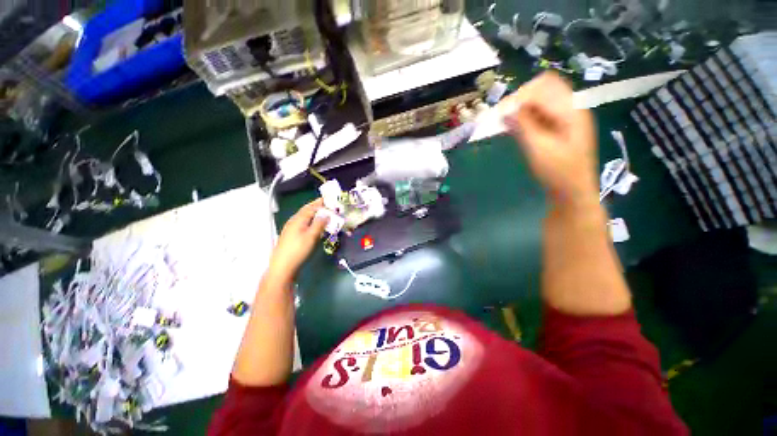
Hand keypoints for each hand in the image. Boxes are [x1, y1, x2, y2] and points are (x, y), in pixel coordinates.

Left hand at [267, 198, 328, 282]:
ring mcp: (291, 228)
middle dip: (315, 206)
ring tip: (321, 213)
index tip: (327, 200)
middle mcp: (293, 221)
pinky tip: (312, 225)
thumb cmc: (298, 250)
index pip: (311, 207)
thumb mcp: (311, 236)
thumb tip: (326, 214)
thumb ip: (319, 224)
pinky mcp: (290, 236)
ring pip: (303, 217)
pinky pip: (302, 223)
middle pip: (306, 211)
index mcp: (298, 219)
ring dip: (312, 213)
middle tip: (325, 204)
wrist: (282, 266)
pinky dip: (309, 221)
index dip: (319, 203)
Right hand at [502, 72, 598, 207]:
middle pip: (545, 86)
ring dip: (522, 105)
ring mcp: (566, 116)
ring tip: (505, 120)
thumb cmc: (558, 172)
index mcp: (571, 110)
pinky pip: (541, 111)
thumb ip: (523, 126)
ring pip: (542, 98)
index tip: (500, 113)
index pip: (543, 88)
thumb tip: (505, 111)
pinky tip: (515, 125)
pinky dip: (526, 115)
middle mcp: (571, 107)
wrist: (572, 190)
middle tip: (502, 114)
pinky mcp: (559, 125)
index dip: (519, 97)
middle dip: (521, 97)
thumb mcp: (538, 149)